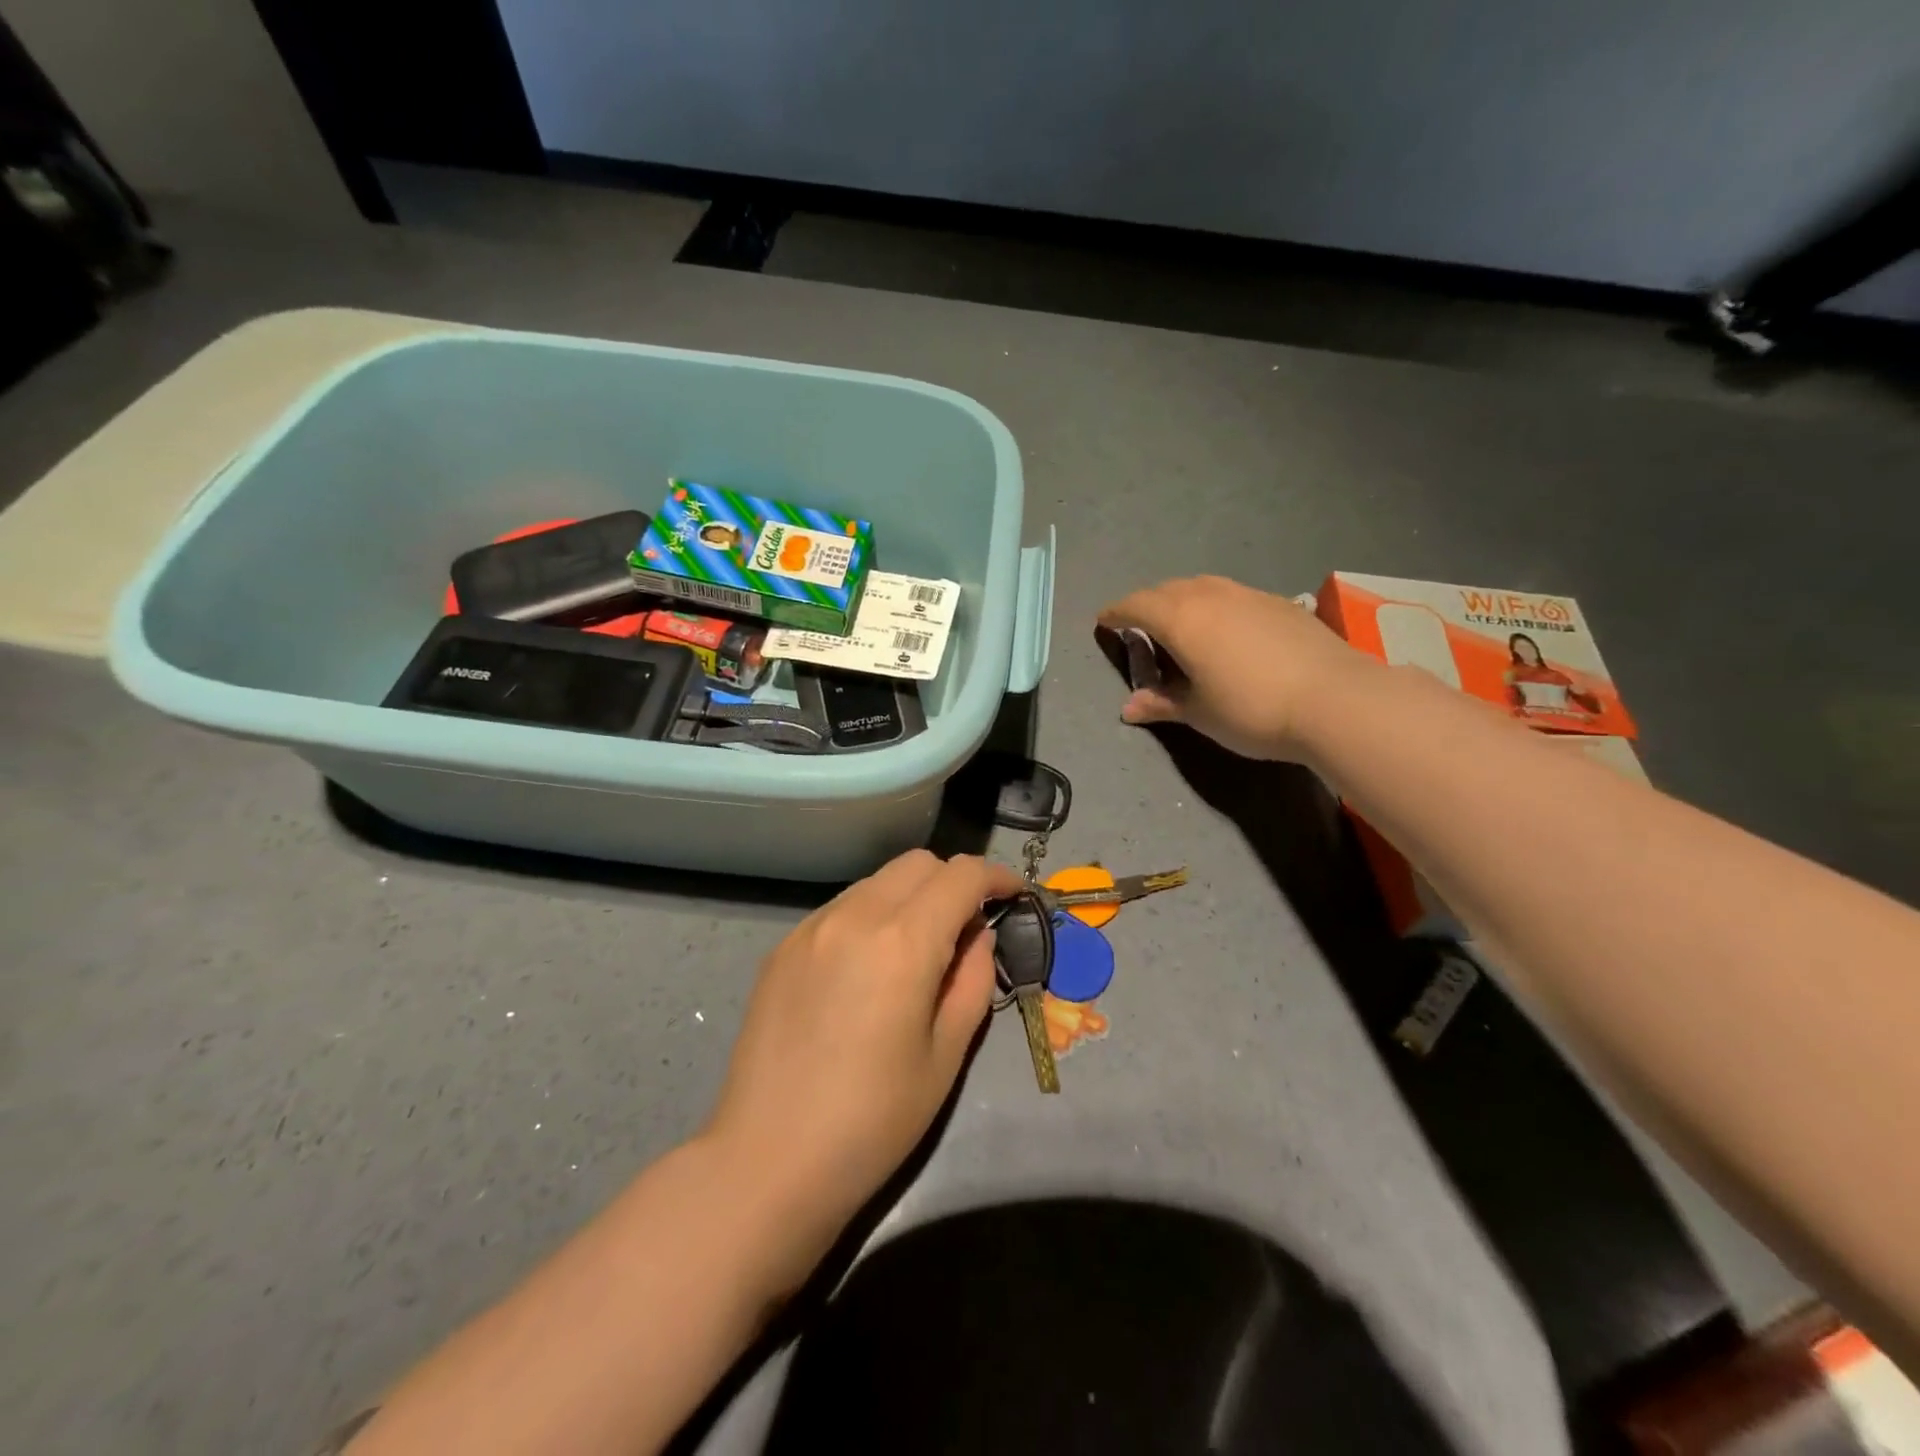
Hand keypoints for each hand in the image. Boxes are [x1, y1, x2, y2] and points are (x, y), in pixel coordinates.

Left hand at [701, 851, 1022, 1280]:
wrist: (767, 1161)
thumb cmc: (873, 1121)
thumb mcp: (946, 1054)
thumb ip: (973, 978)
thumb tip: (977, 934)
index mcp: (903, 941)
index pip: (962, 875)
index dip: (997, 877)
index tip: (1014, 897)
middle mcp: (855, 915)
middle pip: (918, 863)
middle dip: (953, 882)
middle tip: (966, 930)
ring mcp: (811, 927)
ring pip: (877, 881)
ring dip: (910, 897)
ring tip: (915, 951)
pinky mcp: (782, 946)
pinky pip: (842, 908)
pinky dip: (871, 916)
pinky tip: (867, 968)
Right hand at [1099, 575, 1375, 760]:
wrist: (1335, 699)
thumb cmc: (1251, 710)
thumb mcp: (1199, 713)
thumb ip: (1162, 703)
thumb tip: (1129, 708)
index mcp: (1180, 619)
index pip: (1136, 606)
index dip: (1116, 613)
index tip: (1104, 621)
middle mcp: (1210, 596)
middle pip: (1166, 590)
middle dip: (1146, 604)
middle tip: (1139, 626)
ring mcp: (1248, 595)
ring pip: (1201, 586)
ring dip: (1181, 599)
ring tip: (1180, 623)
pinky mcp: (1278, 602)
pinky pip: (1231, 594)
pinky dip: (1214, 605)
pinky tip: (1226, 630)